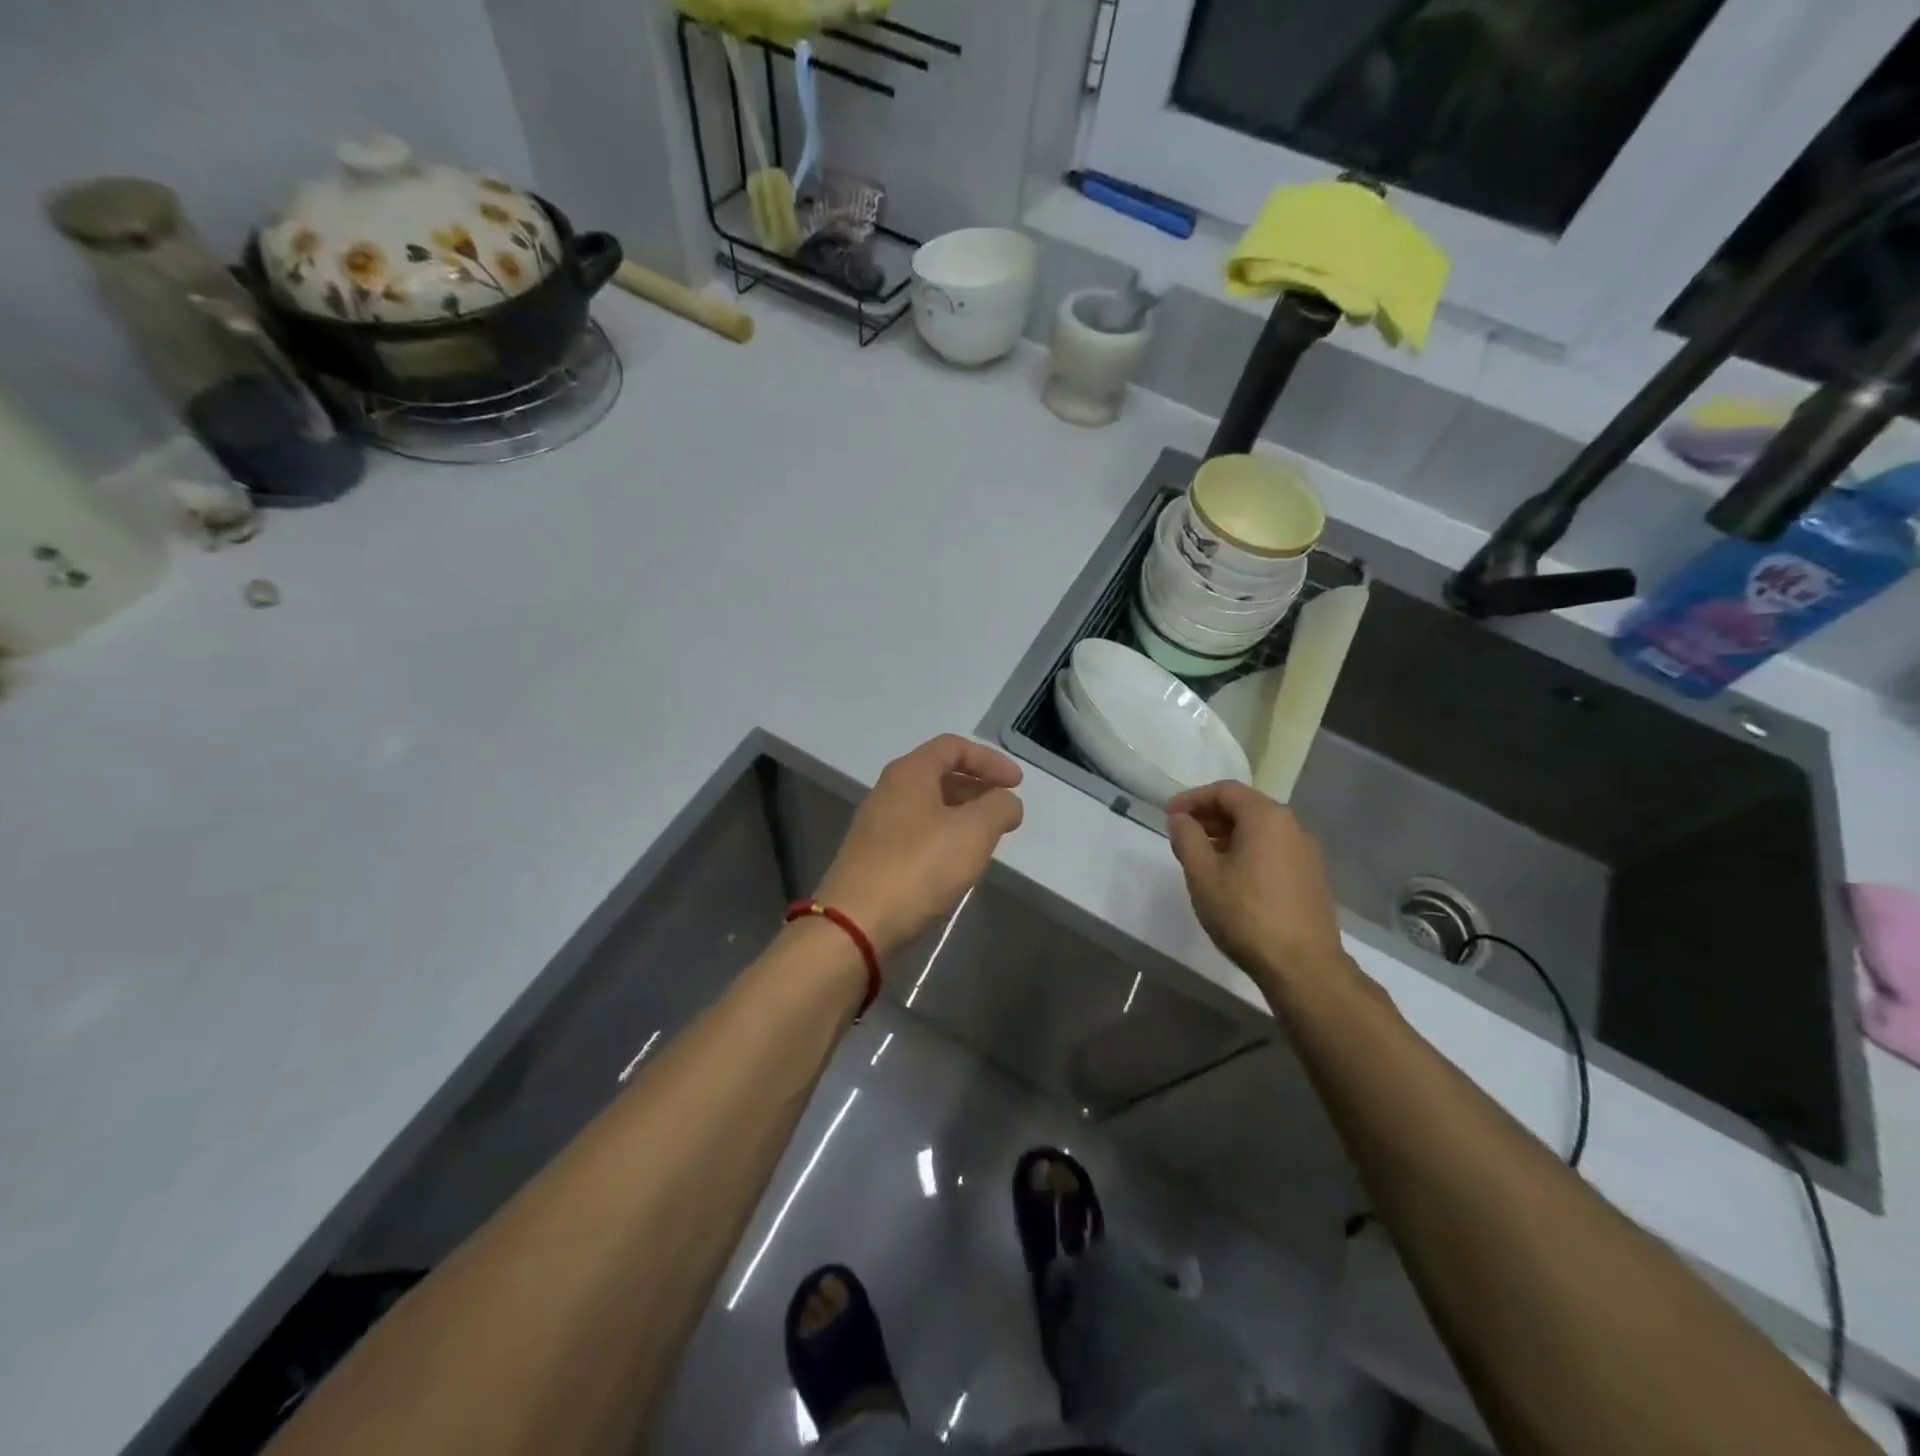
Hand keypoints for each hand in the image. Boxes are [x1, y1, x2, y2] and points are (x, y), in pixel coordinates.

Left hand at [815, 735, 1024, 959]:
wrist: (855, 924)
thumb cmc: (918, 868)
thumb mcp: (973, 832)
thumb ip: (999, 808)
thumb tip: (1007, 802)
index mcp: (909, 773)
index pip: (953, 747)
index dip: (990, 760)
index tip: (1017, 784)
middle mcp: (888, 791)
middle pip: (939, 775)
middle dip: (978, 787)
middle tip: (1005, 811)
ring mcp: (877, 825)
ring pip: (928, 806)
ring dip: (962, 815)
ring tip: (988, 838)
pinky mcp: (873, 857)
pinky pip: (917, 834)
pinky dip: (944, 837)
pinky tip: (957, 863)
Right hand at [1166, 780, 1348, 995]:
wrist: (1303, 967)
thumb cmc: (1246, 914)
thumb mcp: (1202, 874)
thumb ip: (1187, 838)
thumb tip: (1180, 818)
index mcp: (1266, 817)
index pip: (1225, 791)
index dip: (1193, 798)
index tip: (1169, 815)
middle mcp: (1292, 826)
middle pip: (1245, 807)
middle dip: (1210, 816)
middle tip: (1182, 835)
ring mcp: (1306, 853)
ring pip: (1260, 830)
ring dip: (1227, 835)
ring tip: (1201, 858)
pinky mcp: (1311, 877)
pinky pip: (1273, 850)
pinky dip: (1247, 851)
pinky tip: (1231, 878)